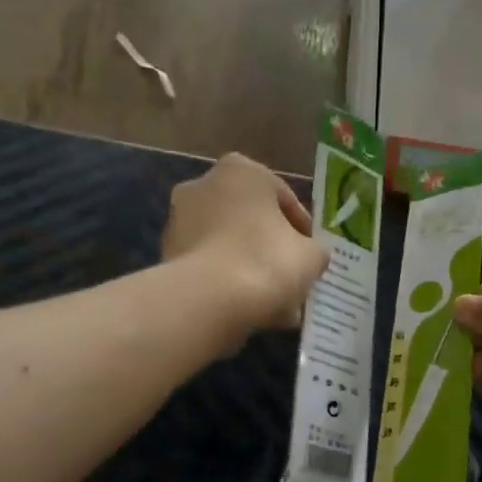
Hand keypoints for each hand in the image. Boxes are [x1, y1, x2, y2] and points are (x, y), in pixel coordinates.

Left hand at [163, 153, 328, 339]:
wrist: (209, 301)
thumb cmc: (267, 262)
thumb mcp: (311, 256)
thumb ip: (314, 251)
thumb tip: (309, 257)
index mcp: (241, 170)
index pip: (284, 199)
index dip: (303, 230)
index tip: (311, 255)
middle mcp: (203, 185)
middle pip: (250, 221)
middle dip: (270, 248)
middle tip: (291, 278)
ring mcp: (179, 220)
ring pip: (228, 245)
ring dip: (249, 268)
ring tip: (274, 304)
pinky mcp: (166, 255)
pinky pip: (209, 266)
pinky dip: (227, 283)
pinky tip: (249, 310)